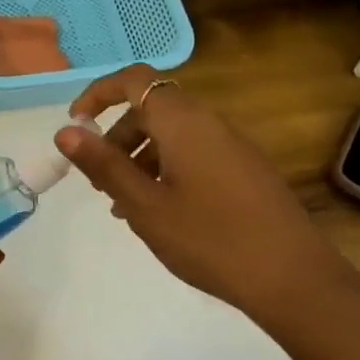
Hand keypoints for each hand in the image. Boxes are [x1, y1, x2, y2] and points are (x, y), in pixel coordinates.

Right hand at [53, 65, 359, 321]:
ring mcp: (232, 147)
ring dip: (138, 158)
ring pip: (172, 136)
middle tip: (97, 180)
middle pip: (151, 109)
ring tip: (123, 205)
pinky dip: (165, 171)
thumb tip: (66, 130)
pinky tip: (159, 213)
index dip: (98, 93)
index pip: (134, 80)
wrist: (293, 279)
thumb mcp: (144, 204)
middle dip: (115, 136)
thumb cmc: (209, 239)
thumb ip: (104, 165)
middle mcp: (210, 124)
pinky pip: (193, 155)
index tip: (75, 126)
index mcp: (184, 122)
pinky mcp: (244, 171)